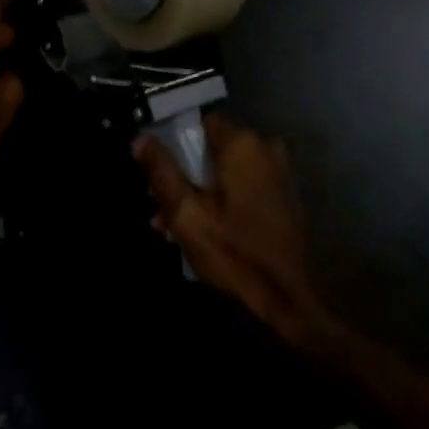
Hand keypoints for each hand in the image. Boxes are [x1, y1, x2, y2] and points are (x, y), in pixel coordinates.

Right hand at [134, 114, 334, 347]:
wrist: (288, 304)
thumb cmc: (234, 255)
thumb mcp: (186, 214)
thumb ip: (161, 172)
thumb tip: (140, 138)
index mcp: (243, 144)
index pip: (199, 123)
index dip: (174, 146)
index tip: (157, 176)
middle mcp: (266, 148)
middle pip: (210, 149)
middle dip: (183, 175)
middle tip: (159, 209)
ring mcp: (279, 172)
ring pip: (225, 170)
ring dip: (199, 191)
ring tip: (172, 227)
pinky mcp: (284, 196)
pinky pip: (244, 185)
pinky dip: (223, 199)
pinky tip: (204, 230)